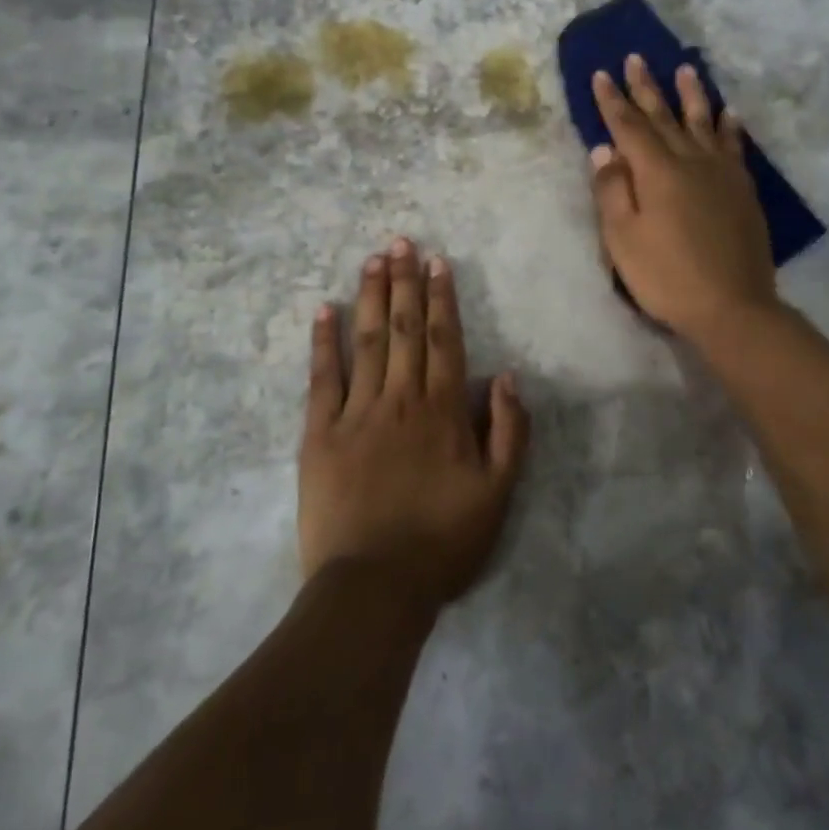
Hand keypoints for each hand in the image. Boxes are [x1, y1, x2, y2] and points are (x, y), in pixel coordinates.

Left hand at [299, 238, 529, 608]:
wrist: (373, 588)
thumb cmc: (442, 542)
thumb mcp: (498, 494)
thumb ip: (509, 431)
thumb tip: (506, 375)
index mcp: (442, 411)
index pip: (443, 339)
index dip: (440, 298)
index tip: (437, 262)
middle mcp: (400, 399)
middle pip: (403, 329)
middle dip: (404, 282)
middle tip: (401, 241)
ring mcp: (356, 413)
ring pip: (367, 341)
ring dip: (371, 297)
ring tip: (372, 259)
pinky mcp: (319, 434)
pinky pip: (322, 378)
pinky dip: (324, 342)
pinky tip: (324, 310)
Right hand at [589, 55, 777, 344]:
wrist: (731, 306)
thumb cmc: (666, 276)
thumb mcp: (622, 238)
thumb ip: (612, 190)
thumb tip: (605, 149)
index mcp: (656, 171)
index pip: (629, 126)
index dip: (613, 100)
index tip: (602, 74)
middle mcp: (690, 161)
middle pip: (664, 116)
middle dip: (647, 87)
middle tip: (637, 58)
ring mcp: (721, 173)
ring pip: (703, 122)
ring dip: (692, 94)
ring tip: (687, 68)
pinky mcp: (742, 190)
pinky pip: (734, 147)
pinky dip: (729, 127)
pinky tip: (729, 114)